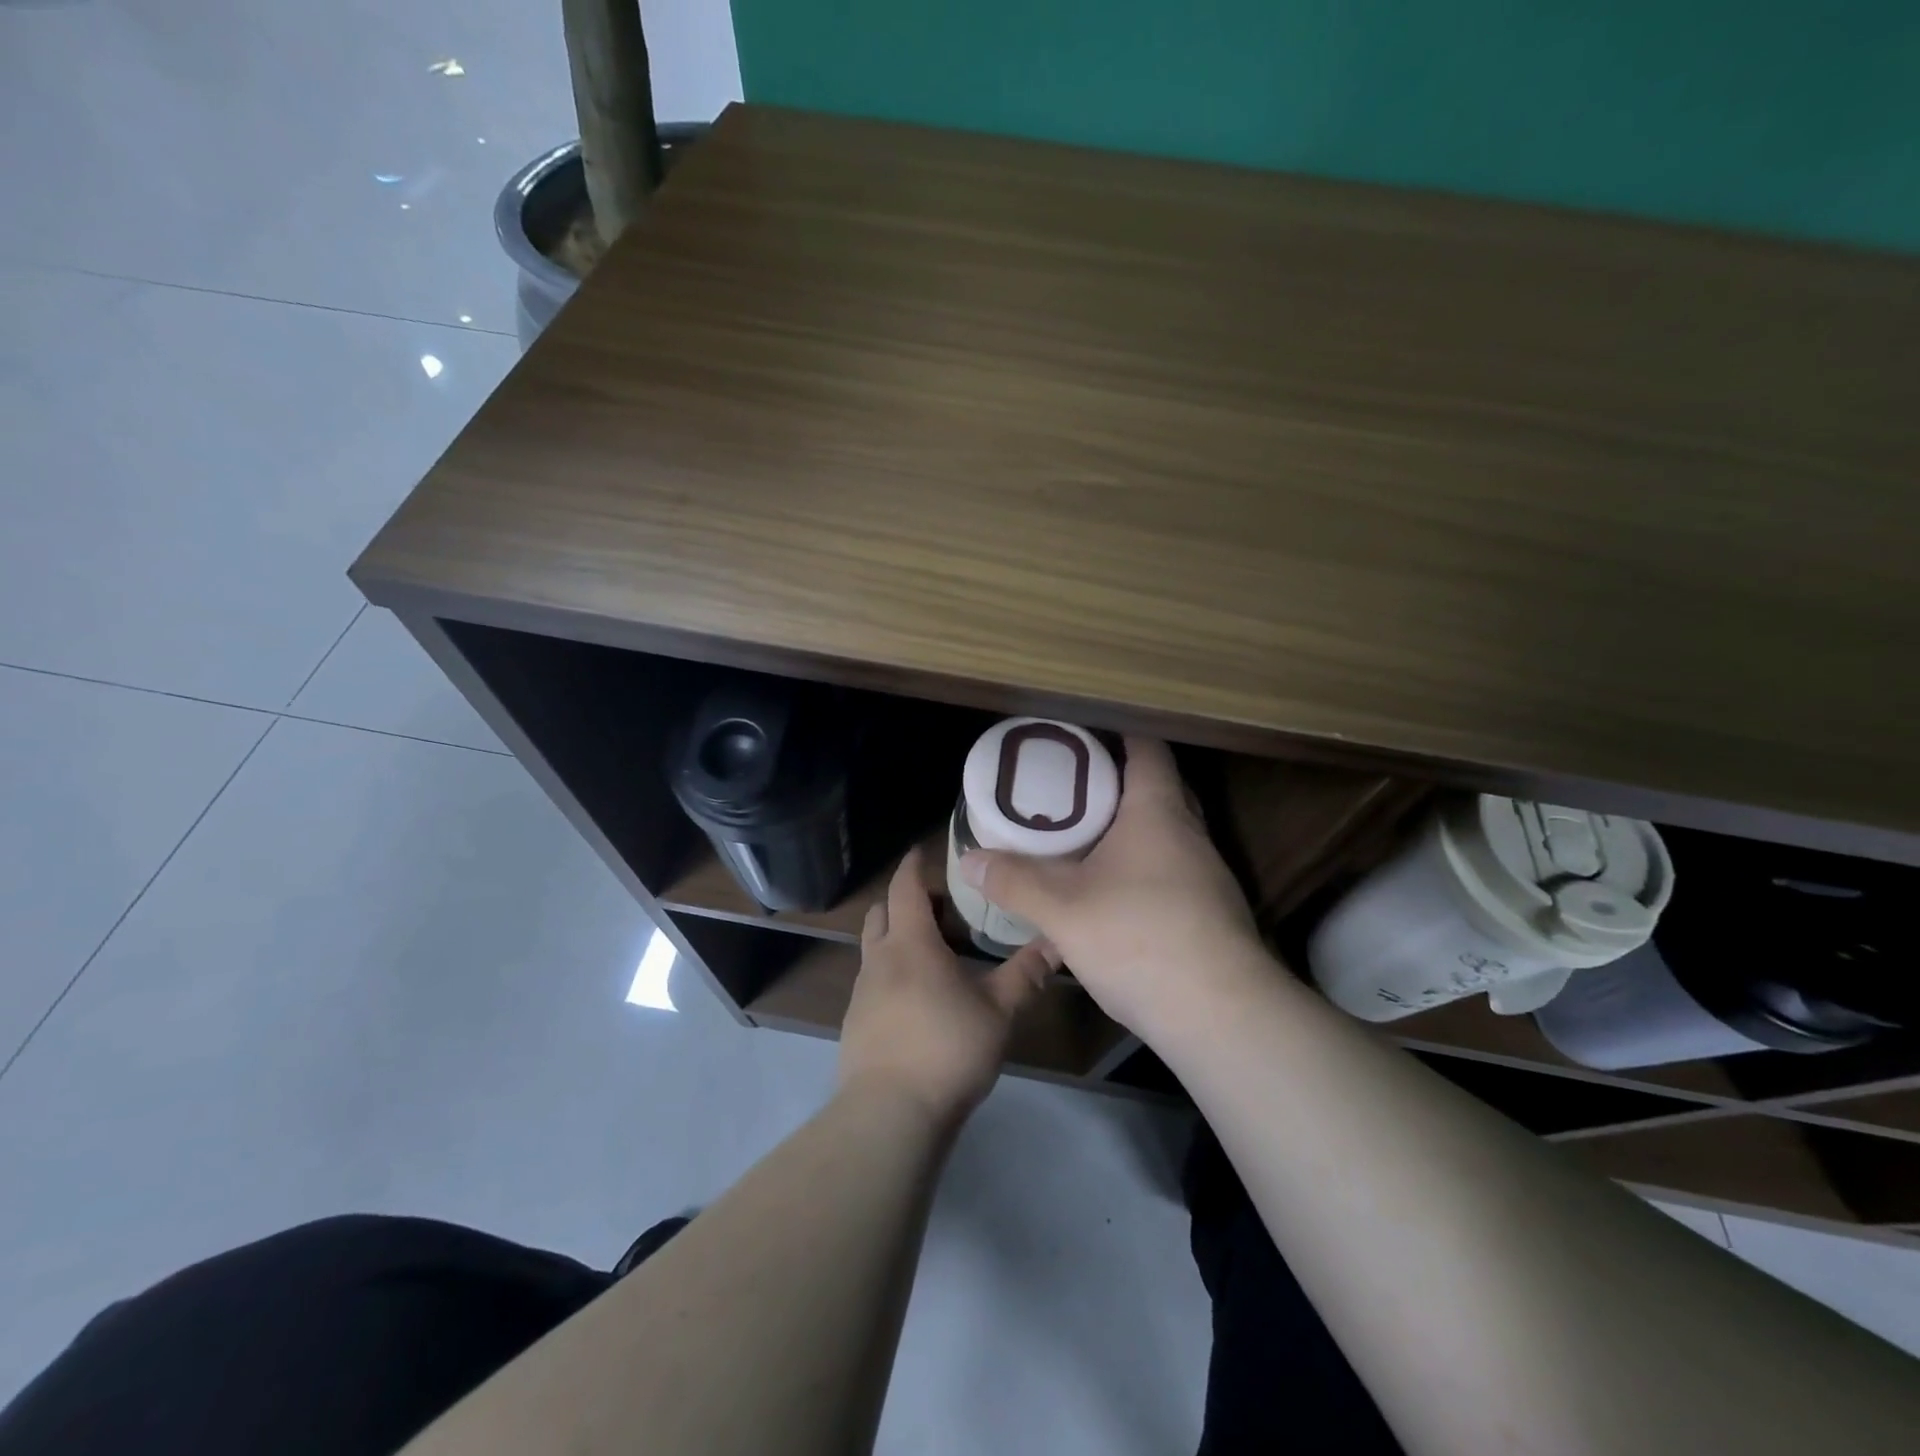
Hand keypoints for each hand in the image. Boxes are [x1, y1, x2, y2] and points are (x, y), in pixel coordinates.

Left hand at [838, 847, 1052, 1125]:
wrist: (889, 1114)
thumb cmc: (947, 1049)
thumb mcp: (999, 1011)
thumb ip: (1027, 974)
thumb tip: (1057, 941)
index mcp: (911, 943)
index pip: (905, 887)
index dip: (914, 866)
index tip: (923, 851)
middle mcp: (879, 958)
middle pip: (882, 912)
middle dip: (904, 901)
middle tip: (940, 908)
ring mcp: (861, 992)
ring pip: (874, 947)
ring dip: (896, 938)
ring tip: (933, 954)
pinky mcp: (854, 1022)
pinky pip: (871, 980)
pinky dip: (891, 972)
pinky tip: (917, 998)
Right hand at [956, 736, 1267, 1041]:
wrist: (1221, 1016)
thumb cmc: (1139, 938)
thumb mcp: (1062, 909)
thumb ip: (1014, 881)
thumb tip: (968, 859)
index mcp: (1157, 812)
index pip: (1147, 750)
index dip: (1118, 734)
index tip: (1082, 735)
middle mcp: (1189, 834)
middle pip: (1158, 789)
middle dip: (1118, 782)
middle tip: (1071, 788)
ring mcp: (1206, 876)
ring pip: (1165, 834)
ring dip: (1129, 831)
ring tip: (1083, 839)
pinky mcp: (1210, 913)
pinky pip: (1171, 871)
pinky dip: (1141, 869)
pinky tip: (1111, 895)